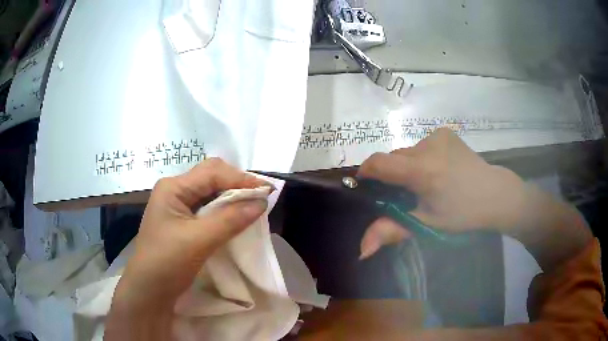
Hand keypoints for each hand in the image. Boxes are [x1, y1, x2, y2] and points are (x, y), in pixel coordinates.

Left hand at [106, 158, 269, 339]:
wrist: (149, 290)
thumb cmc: (167, 262)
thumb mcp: (199, 240)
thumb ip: (230, 219)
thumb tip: (262, 202)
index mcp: (173, 188)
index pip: (212, 172)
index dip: (241, 179)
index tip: (268, 191)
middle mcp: (175, 190)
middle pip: (211, 177)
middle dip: (237, 184)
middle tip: (261, 197)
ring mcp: (178, 206)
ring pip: (211, 192)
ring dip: (232, 197)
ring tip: (254, 205)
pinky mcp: (183, 221)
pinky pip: (208, 208)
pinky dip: (225, 210)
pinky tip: (237, 216)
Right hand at [357, 128, 525, 258]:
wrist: (495, 194)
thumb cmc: (463, 214)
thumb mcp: (427, 224)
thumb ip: (392, 230)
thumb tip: (361, 250)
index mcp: (423, 171)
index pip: (379, 163)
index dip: (365, 173)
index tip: (366, 187)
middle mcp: (428, 146)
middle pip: (393, 158)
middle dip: (391, 175)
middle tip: (404, 195)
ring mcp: (437, 136)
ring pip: (407, 152)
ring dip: (407, 167)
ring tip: (425, 184)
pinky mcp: (445, 133)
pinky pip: (421, 145)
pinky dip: (421, 158)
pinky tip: (438, 170)